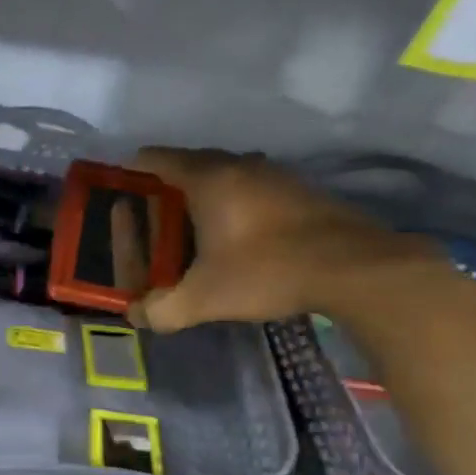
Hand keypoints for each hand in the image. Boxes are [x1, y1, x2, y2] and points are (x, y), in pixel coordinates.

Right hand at [126, 148, 441, 332]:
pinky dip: (237, 201)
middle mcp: (240, 164)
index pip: (156, 159)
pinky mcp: (301, 189)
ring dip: (206, 192)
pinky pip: (253, 186)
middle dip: (167, 185)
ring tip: (193, 226)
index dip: (133, 171)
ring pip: (226, 173)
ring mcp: (275, 173)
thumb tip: (136, 315)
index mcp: (208, 178)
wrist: (353, 268)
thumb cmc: (267, 270)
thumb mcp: (204, 299)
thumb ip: (162, 309)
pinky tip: (239, 233)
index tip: (122, 190)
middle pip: (191, 162)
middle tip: (153, 215)